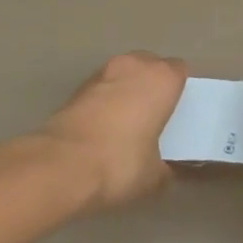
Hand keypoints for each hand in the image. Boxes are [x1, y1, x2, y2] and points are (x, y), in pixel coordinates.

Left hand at [38, 53, 186, 211]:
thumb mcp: (154, 176)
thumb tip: (163, 170)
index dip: (181, 90)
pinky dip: (105, 101)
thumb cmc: (120, 163)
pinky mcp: (76, 88)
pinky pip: (102, 88)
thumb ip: (165, 167)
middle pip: (150, 66)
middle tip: (155, 116)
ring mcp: (102, 73)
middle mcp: (133, 66)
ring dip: (127, 90)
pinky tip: (103, 129)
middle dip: (153, 85)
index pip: (180, 71)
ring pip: (124, 74)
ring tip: (127, 123)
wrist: (61, 165)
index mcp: (161, 79)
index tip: (179, 112)